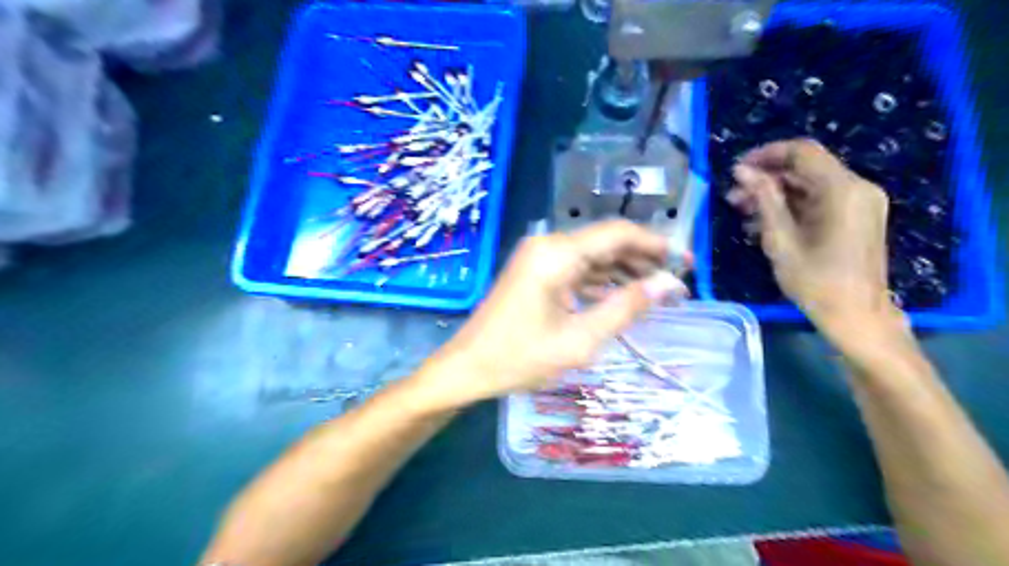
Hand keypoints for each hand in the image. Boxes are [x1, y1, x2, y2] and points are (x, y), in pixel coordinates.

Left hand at [416, 218, 684, 408]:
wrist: (468, 366)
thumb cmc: (520, 357)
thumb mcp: (580, 339)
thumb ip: (626, 307)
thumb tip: (669, 285)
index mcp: (557, 254)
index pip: (618, 234)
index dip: (656, 244)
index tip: (686, 262)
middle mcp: (549, 245)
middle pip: (607, 242)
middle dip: (643, 260)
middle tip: (676, 284)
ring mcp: (539, 257)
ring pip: (593, 256)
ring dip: (624, 272)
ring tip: (657, 293)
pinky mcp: (536, 271)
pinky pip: (576, 269)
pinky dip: (601, 281)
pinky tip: (622, 297)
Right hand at [730, 137, 892, 329]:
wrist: (856, 315)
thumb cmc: (816, 281)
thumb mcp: (781, 240)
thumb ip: (764, 200)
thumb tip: (742, 171)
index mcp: (842, 190)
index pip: (802, 152)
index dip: (766, 155)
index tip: (737, 169)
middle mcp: (856, 188)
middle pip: (805, 169)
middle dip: (766, 180)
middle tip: (733, 197)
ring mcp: (859, 202)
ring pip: (809, 186)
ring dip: (774, 195)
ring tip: (742, 212)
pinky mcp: (855, 217)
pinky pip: (818, 201)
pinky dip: (790, 207)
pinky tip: (763, 224)